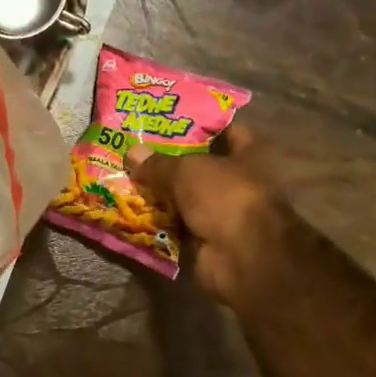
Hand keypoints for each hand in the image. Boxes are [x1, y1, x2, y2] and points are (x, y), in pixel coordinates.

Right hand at [126, 127, 327, 319]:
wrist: (242, 257)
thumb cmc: (225, 197)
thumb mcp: (187, 170)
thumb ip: (159, 162)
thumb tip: (132, 152)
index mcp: (249, 155)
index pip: (228, 130)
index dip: (202, 123)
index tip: (170, 119)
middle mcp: (239, 182)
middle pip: (201, 166)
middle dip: (170, 160)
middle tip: (137, 148)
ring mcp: (222, 213)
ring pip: (186, 197)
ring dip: (161, 193)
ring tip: (126, 177)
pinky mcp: (206, 239)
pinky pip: (176, 225)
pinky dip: (158, 221)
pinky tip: (130, 210)